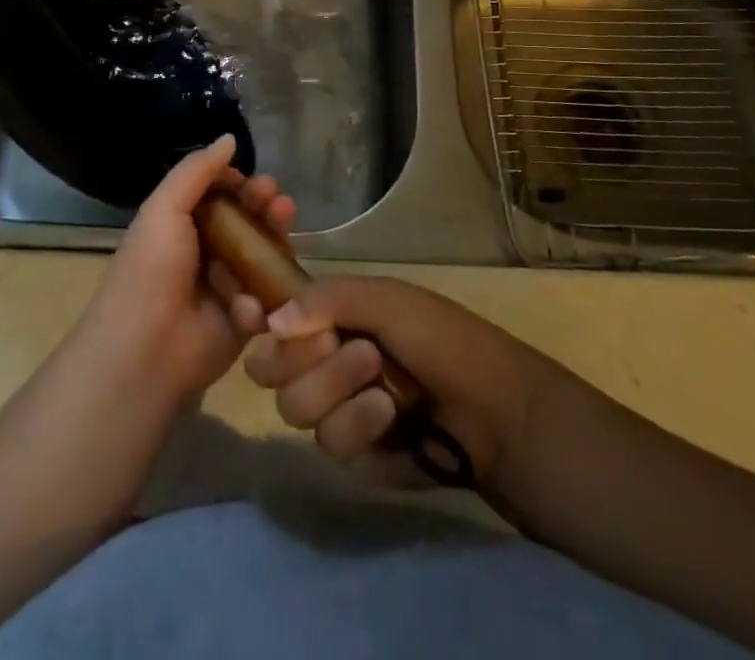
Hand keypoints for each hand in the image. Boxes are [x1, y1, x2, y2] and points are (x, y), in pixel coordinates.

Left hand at [73, 134, 295, 414]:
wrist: (145, 350)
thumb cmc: (150, 270)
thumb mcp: (165, 208)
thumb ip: (197, 171)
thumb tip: (230, 138)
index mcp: (182, 226)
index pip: (220, 196)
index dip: (239, 185)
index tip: (253, 180)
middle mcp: (206, 252)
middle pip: (247, 221)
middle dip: (264, 206)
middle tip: (276, 199)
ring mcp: (227, 286)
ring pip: (263, 255)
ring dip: (275, 237)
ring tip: (284, 220)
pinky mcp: (244, 321)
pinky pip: (265, 298)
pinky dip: (261, 293)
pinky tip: (249, 297)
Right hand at [244, 276, 552, 488]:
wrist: (497, 412)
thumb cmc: (443, 339)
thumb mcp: (388, 300)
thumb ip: (326, 301)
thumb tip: (271, 322)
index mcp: (330, 316)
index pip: (271, 318)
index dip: (258, 320)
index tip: (257, 316)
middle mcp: (324, 359)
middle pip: (269, 368)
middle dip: (301, 358)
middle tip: (341, 345)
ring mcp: (337, 408)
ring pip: (294, 406)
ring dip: (334, 388)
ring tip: (380, 381)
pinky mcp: (354, 454)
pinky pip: (328, 442)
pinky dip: (355, 424)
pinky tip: (389, 416)